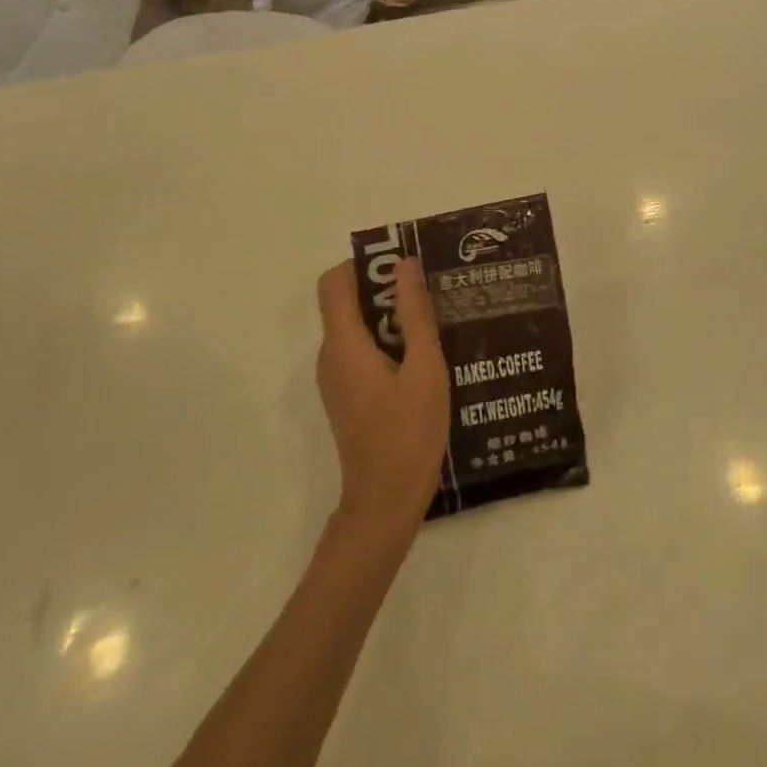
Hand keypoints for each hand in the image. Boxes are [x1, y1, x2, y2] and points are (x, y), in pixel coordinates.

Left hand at [315, 258, 450, 542]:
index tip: (402, 264)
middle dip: (385, 288)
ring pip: (357, 328)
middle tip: (430, 287)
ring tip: (436, 317)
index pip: (334, 283)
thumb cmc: (408, 433)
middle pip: (346, 303)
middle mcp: (331, 356)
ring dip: (390, 315)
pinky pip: (362, 351)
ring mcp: (337, 378)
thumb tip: (406, 265)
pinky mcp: (348, 395)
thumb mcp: (424, 368)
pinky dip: (388, 341)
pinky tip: (425, 354)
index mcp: (344, 345)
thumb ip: (415, 314)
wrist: (385, 502)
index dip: (362, 264)